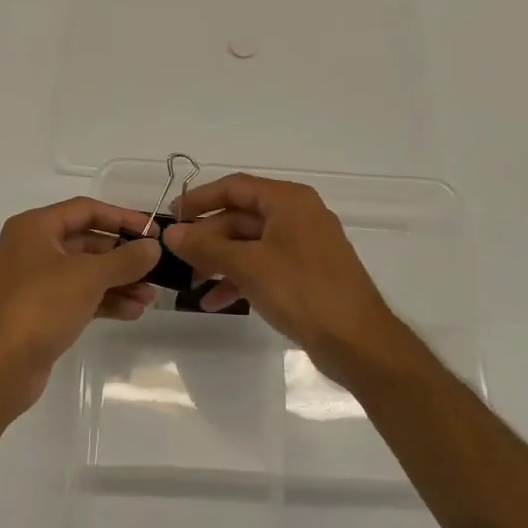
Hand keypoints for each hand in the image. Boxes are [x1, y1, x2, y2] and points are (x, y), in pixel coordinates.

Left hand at [0, 197, 160, 418]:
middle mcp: (31, 250)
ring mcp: (32, 284)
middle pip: (86, 243)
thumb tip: (153, 247)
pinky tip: (131, 313)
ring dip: (118, 283)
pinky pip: (77, 298)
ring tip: (149, 298)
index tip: (153, 232)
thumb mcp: (88, 277)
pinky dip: (103, 302)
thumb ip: (125, 259)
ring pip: (84, 274)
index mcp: (34, 228)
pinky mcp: (37, 314)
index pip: (85, 210)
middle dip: (123, 257)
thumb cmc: (39, 307)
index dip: (122, 217)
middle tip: (156, 269)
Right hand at [163, 174, 411, 378]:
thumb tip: (170, 233)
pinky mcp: (305, 273)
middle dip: (207, 239)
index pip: (235, 187)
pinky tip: (215, 301)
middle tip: (178, 260)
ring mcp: (303, 245)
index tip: (171, 217)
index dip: (200, 199)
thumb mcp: (248, 266)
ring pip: (250, 244)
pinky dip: (239, 278)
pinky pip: (263, 265)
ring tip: (192, 285)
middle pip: (241, 217)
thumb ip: (206, 246)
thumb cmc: (302, 291)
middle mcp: (297, 215)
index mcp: (288, 201)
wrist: (357, 340)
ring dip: (219, 261)